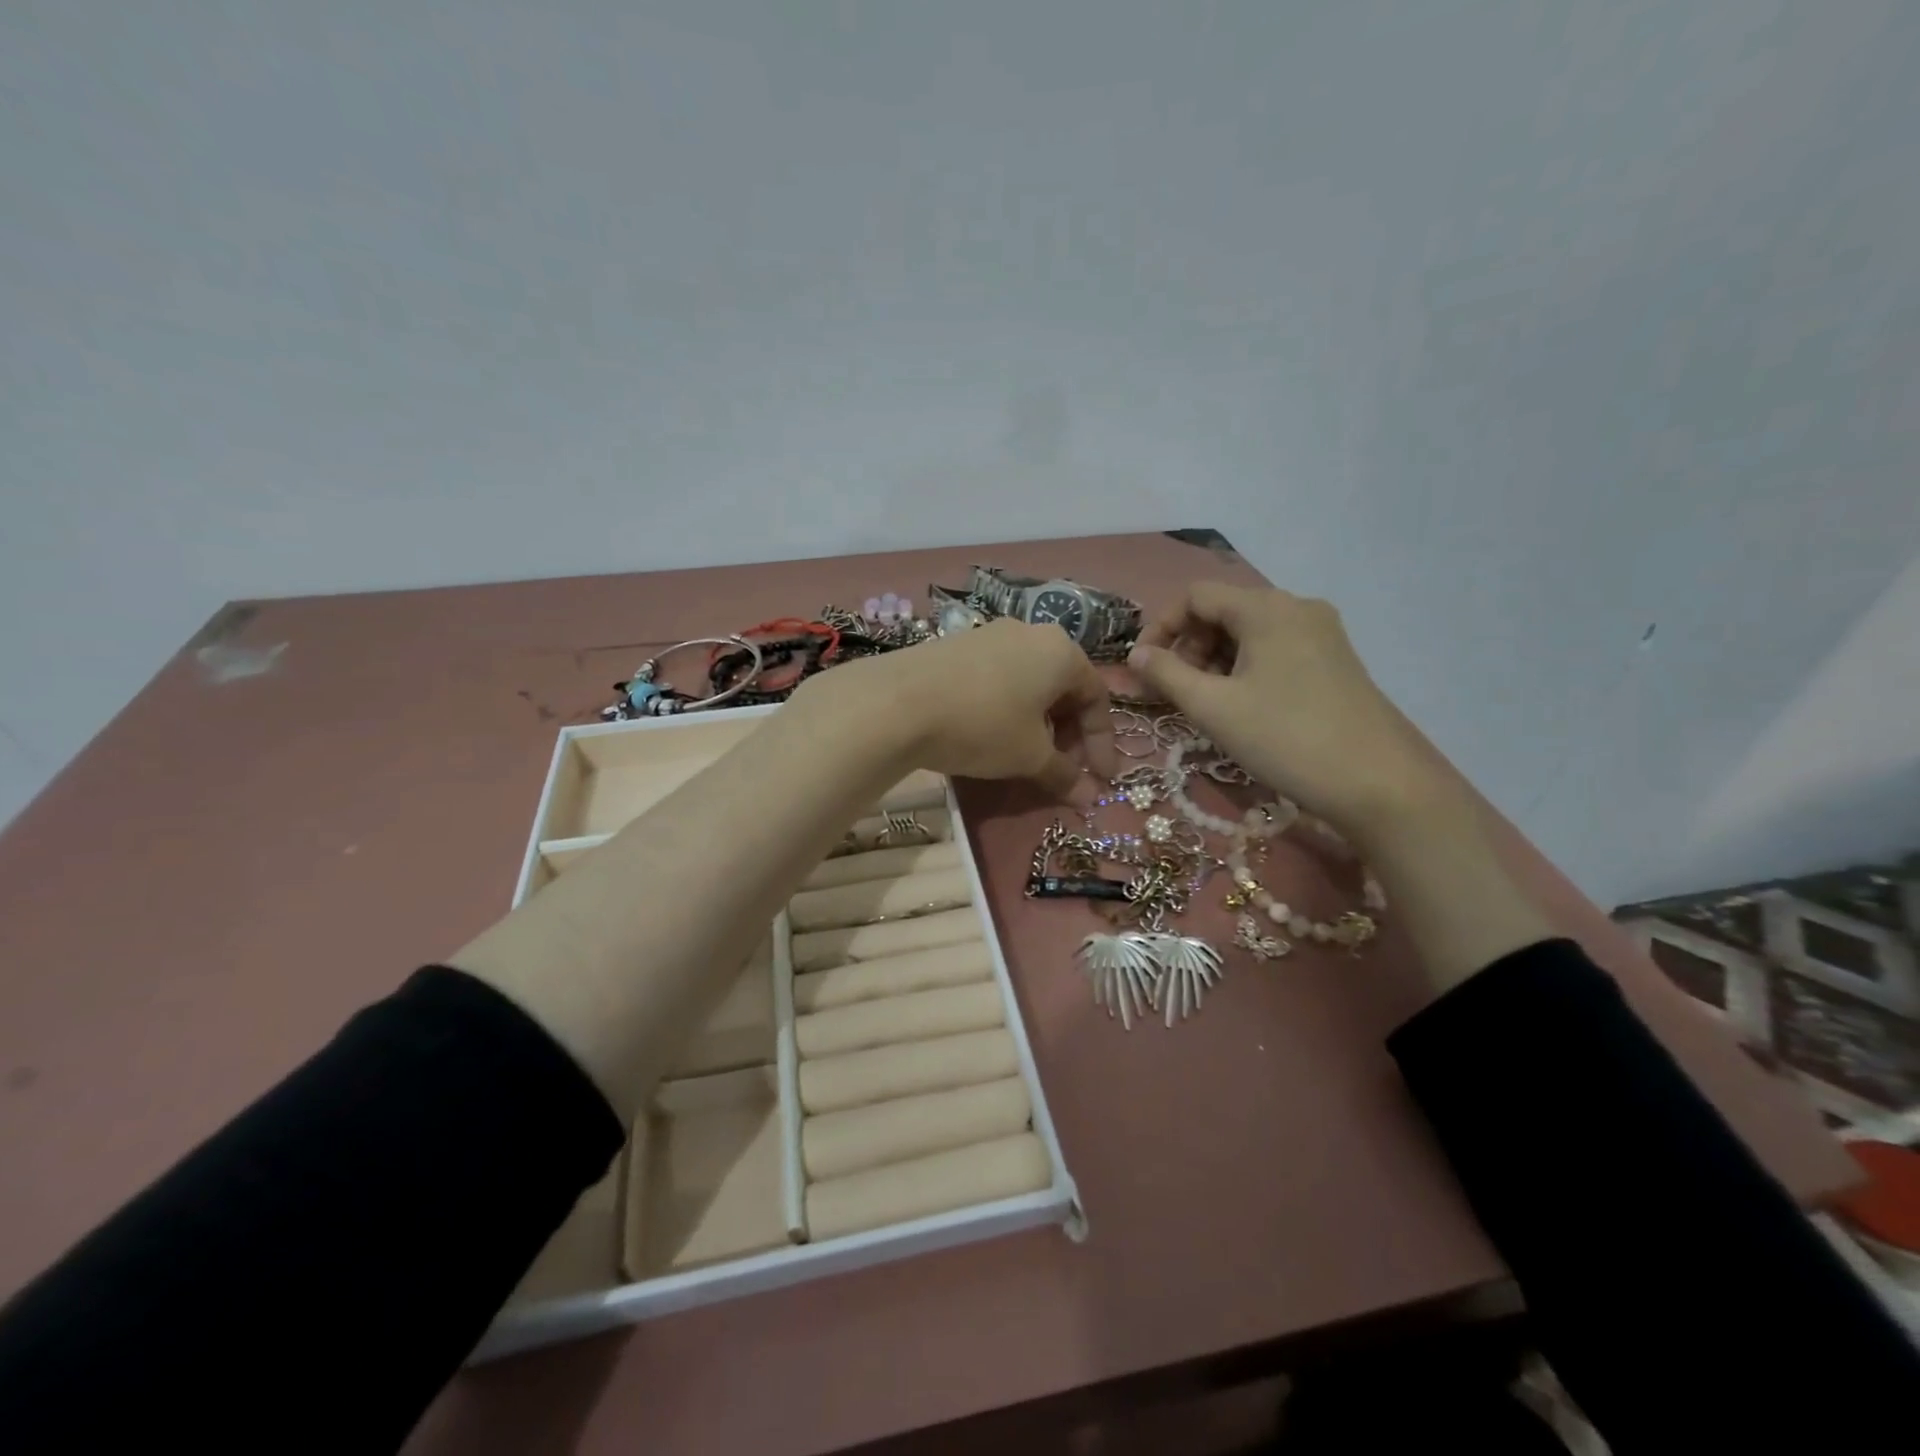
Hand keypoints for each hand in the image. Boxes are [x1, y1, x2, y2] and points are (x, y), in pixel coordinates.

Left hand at [798, 619, 1113, 795]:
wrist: (897, 702)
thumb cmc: (982, 725)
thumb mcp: (1029, 756)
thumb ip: (1064, 774)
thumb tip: (1089, 797)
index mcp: (1061, 651)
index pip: (1096, 697)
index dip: (1101, 743)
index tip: (1098, 780)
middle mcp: (1030, 633)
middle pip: (1063, 687)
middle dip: (1069, 734)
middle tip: (1062, 770)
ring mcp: (989, 635)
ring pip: (1029, 683)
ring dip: (1038, 723)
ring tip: (1027, 757)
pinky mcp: (956, 646)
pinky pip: (998, 679)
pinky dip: (1007, 709)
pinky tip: (990, 736)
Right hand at [1127, 583, 1447, 844]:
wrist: (1379, 783)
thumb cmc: (1286, 738)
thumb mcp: (1213, 707)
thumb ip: (1166, 674)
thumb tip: (1136, 655)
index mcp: (1266, 608)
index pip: (1196, 596)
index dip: (1161, 626)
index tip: (1142, 667)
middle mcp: (1296, 607)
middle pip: (1224, 610)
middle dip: (1188, 645)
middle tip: (1173, 690)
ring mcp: (1321, 633)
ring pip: (1249, 631)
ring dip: (1214, 659)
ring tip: (1204, 702)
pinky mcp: (1334, 660)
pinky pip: (1275, 649)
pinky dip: (1245, 667)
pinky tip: (1240, 705)